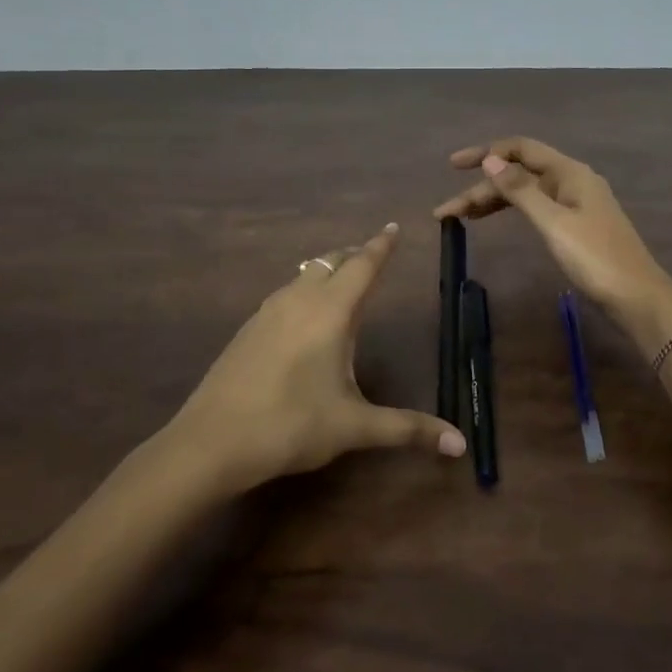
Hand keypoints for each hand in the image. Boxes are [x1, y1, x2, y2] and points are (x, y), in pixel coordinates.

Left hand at [165, 223, 466, 493]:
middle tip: (373, 255)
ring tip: (343, 281)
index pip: (363, 266)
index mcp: (331, 312)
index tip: (393, 227)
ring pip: (304, 275)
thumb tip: (461, 444)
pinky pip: (285, 294)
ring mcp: (267, 312)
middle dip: (355, 255)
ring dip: (327, 271)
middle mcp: (299, 300)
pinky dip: (305, 290)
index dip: (381, 246)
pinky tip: (304, 317)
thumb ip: (408, 429)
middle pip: (331, 262)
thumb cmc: (291, 425)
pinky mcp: (248, 329)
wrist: (210, 441)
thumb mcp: (355, 427)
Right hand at [432, 137, 671, 354]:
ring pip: (527, 194)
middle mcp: (572, 181)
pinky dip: (513, 212)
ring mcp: (576, 204)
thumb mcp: (553, 223)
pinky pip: (537, 208)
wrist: (637, 298)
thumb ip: (521, 190)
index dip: (486, 152)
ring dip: (493, 202)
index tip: (453, 166)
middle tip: (446, 212)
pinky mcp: (577, 226)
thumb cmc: (595, 258)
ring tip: (461, 218)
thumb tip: (491, 160)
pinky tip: (498, 221)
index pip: (521, 149)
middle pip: (519, 174)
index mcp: (570, 173)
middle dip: (482, 189)